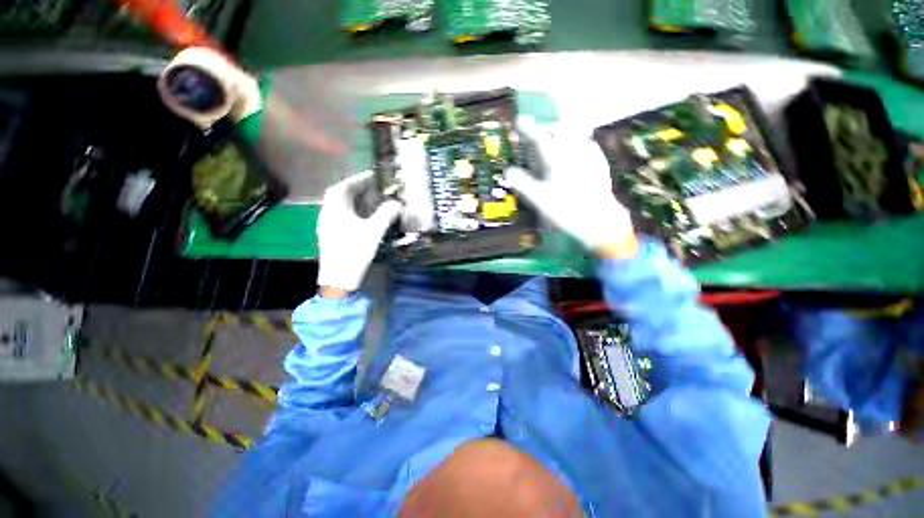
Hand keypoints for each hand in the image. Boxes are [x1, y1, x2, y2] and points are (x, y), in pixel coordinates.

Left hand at [317, 170, 401, 292]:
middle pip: (340, 194)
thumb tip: (398, 203)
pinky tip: (362, 217)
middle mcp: (327, 212)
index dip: (359, 179)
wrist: (339, 278)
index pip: (345, 186)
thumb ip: (387, 214)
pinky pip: (339, 215)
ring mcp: (326, 224)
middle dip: (356, 188)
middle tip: (373, 188)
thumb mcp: (374, 231)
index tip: (373, 176)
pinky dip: (351, 210)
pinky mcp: (329, 234)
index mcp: (336, 208)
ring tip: (370, 201)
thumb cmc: (355, 251)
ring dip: (354, 200)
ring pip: (339, 205)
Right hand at [505, 117, 638, 258]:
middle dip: (547, 127)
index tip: (519, 120)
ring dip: (562, 132)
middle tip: (538, 132)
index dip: (527, 128)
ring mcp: (589, 155)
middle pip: (559, 129)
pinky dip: (577, 143)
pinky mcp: (599, 163)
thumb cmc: (565, 210)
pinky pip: (587, 144)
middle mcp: (572, 151)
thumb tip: (508, 170)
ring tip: (555, 138)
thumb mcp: (538, 199)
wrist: (599, 219)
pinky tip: (576, 153)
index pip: (538, 137)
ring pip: (574, 134)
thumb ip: (522, 183)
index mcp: (555, 159)